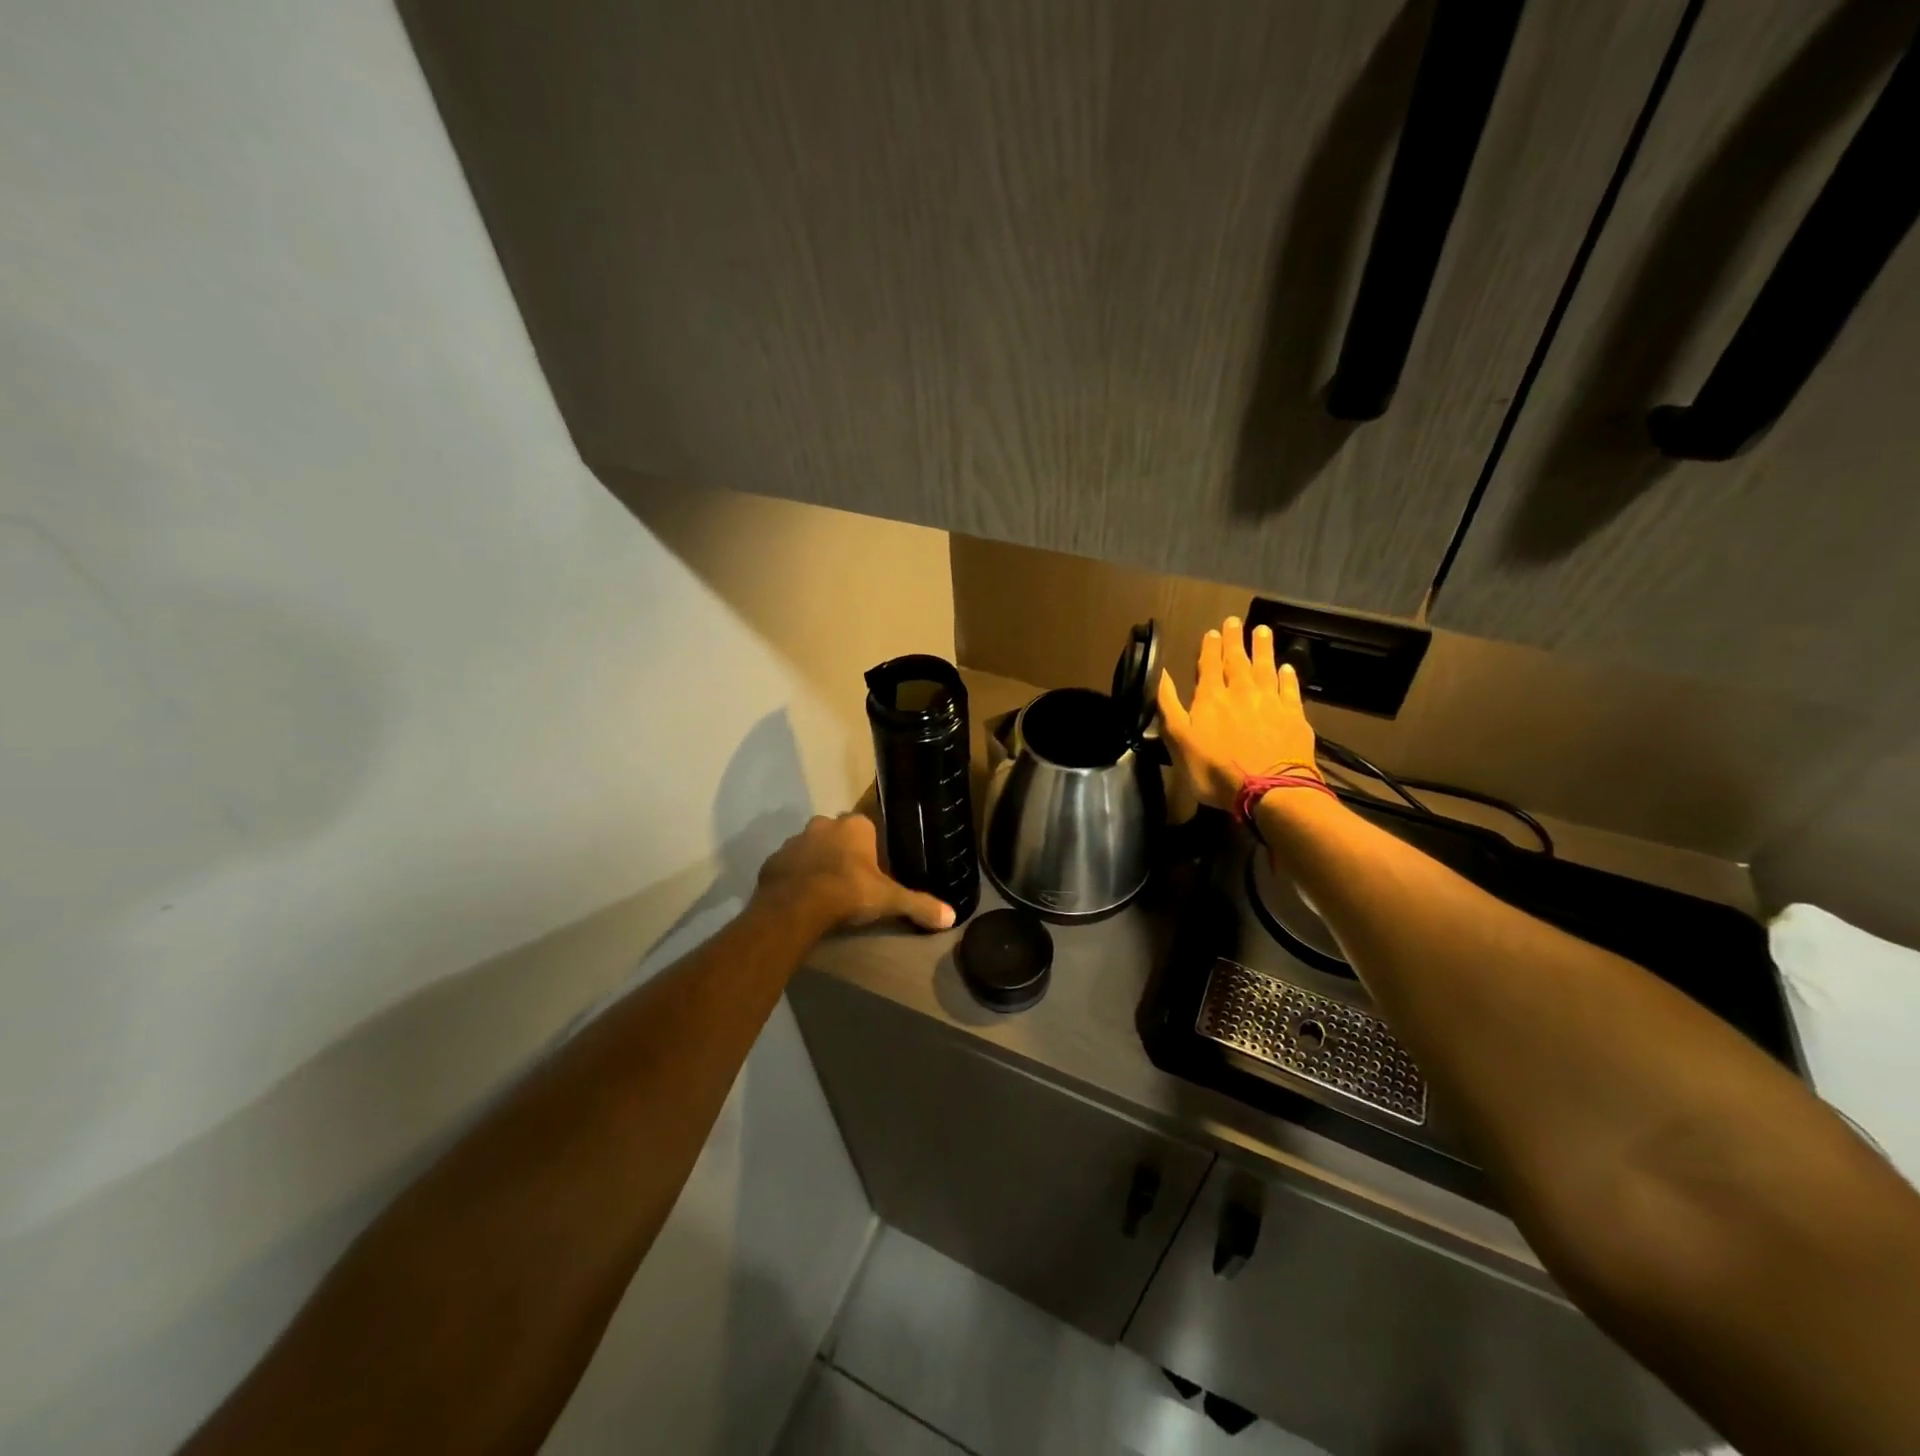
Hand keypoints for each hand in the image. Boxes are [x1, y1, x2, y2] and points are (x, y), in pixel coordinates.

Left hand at [754, 813, 956, 932]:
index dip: (872, 848)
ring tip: (826, 891)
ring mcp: (794, 841)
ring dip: (818, 862)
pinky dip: (795, 877)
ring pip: (811, 847)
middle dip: (844, 851)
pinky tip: (802, 897)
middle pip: (838, 834)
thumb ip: (920, 904)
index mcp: (855, 826)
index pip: (868, 827)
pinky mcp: (773, 860)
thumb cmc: (848, 893)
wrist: (796, 907)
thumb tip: (952, 917)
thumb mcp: (889, 900)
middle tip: (852, 880)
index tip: (875, 869)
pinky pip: (789, 866)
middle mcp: (824, 824)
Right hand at [1157, 616, 1319, 811]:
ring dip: (1262, 648)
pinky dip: (1288, 676)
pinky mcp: (1294, 717)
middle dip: (1234, 640)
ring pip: (1266, 668)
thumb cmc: (1215, 769)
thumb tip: (1160, 674)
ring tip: (1262, 630)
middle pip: (1237, 660)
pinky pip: (1290, 689)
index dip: (1209, 648)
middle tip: (1234, 621)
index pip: (1209, 665)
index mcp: (1211, 698)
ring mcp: (1271, 703)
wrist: (1268, 790)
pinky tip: (1287, 667)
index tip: (1211, 631)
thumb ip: (1169, 706)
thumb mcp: (1179, 740)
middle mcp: (1241, 692)